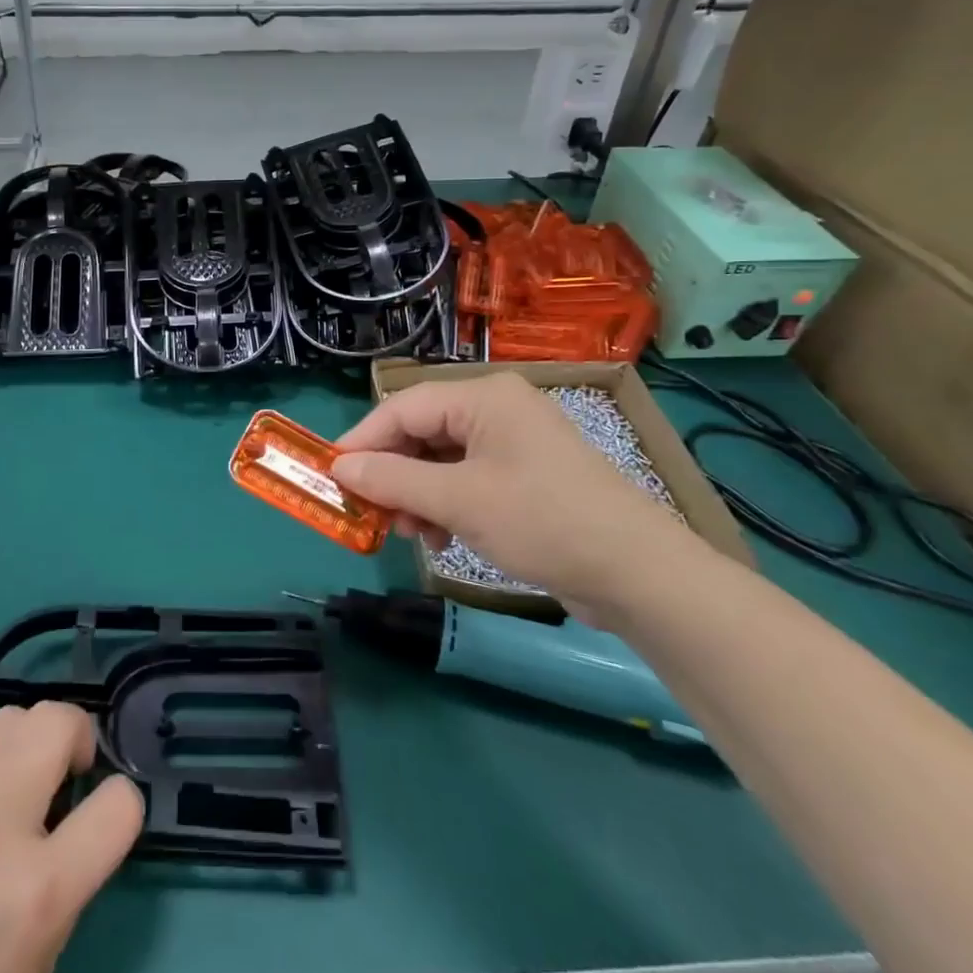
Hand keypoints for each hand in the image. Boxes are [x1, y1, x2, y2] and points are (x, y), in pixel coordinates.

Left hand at [0, 703, 143, 972]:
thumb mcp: (42, 958)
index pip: (118, 806)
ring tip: (13, 782)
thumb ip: (71, 873)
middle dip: (76, 738)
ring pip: (8, 717)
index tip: (107, 817)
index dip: (124, 805)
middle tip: (67, 775)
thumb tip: (78, 808)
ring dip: (25, 743)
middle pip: (57, 722)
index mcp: (38, 894)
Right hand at [332, 374, 714, 621]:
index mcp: (483, 397)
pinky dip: (445, 504)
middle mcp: (497, 410)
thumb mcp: (458, 501)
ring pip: (441, 460)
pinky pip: (467, 480)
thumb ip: (393, 480)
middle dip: (393, 474)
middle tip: (370, 511)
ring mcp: (514, 444)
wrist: (640, 575)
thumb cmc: (543, 521)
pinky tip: (441, 537)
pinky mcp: (526, 477)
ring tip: (410, 532)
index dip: (363, 440)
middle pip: (422, 433)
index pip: (403, 407)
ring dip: (417, 495)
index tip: (331, 474)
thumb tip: (339, 468)